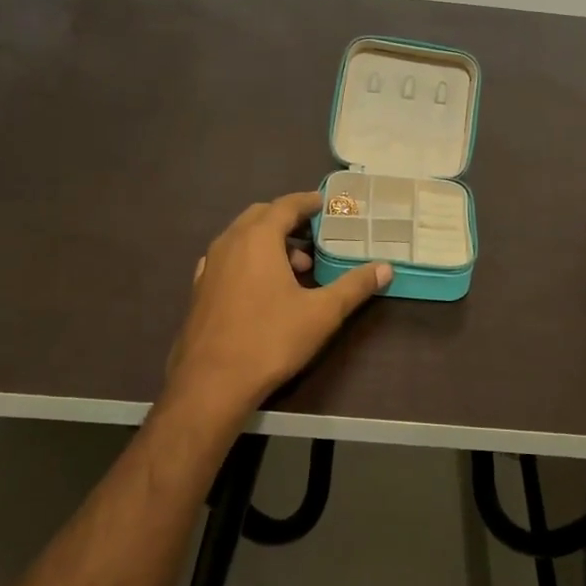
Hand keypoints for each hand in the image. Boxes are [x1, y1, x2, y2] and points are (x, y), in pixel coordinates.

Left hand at [165, 192, 390, 416]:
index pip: (285, 205)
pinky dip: (249, 259)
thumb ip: (354, 286)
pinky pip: (228, 259)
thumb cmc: (270, 339)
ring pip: (242, 238)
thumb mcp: (322, 313)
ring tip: (297, 268)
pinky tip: (263, 286)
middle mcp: (229, 243)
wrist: (211, 383)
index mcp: (258, 238)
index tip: (326, 204)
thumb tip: (385, 268)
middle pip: (261, 216)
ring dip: (269, 242)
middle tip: (315, 236)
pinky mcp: (200, 289)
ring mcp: (210, 266)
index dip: (308, 202)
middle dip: (288, 221)